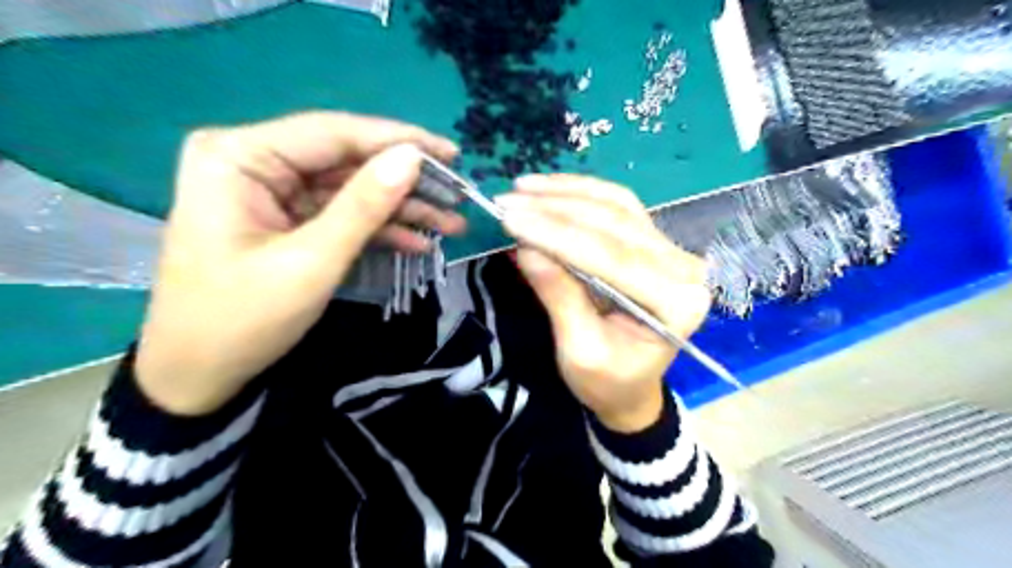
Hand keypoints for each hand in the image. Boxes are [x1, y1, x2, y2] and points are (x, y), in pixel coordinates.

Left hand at [137, 111, 460, 415]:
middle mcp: (254, 162)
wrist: (201, 375)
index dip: (398, 141)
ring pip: (351, 189)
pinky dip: (379, 229)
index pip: (334, 133)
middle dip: (405, 181)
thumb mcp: (312, 261)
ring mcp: (272, 192)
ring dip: (401, 208)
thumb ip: (363, 206)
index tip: (450, 153)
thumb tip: (412, 157)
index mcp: (240, 157)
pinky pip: (341, 214)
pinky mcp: (287, 219)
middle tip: (458, 193)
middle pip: (346, 160)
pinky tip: (418, 241)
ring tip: (452, 223)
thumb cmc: (243, 319)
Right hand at [498, 175, 709, 431]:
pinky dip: (581, 193)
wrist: (630, 388)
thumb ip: (559, 298)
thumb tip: (527, 248)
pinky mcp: (653, 242)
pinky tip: (550, 188)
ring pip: (616, 206)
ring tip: (523, 188)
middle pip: (615, 224)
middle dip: (556, 209)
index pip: (611, 257)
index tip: (511, 219)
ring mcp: (671, 250)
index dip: (557, 235)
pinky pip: (618, 206)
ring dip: (566, 193)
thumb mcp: (579, 352)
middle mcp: (682, 268)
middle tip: (508, 201)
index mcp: (675, 303)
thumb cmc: (607, 382)